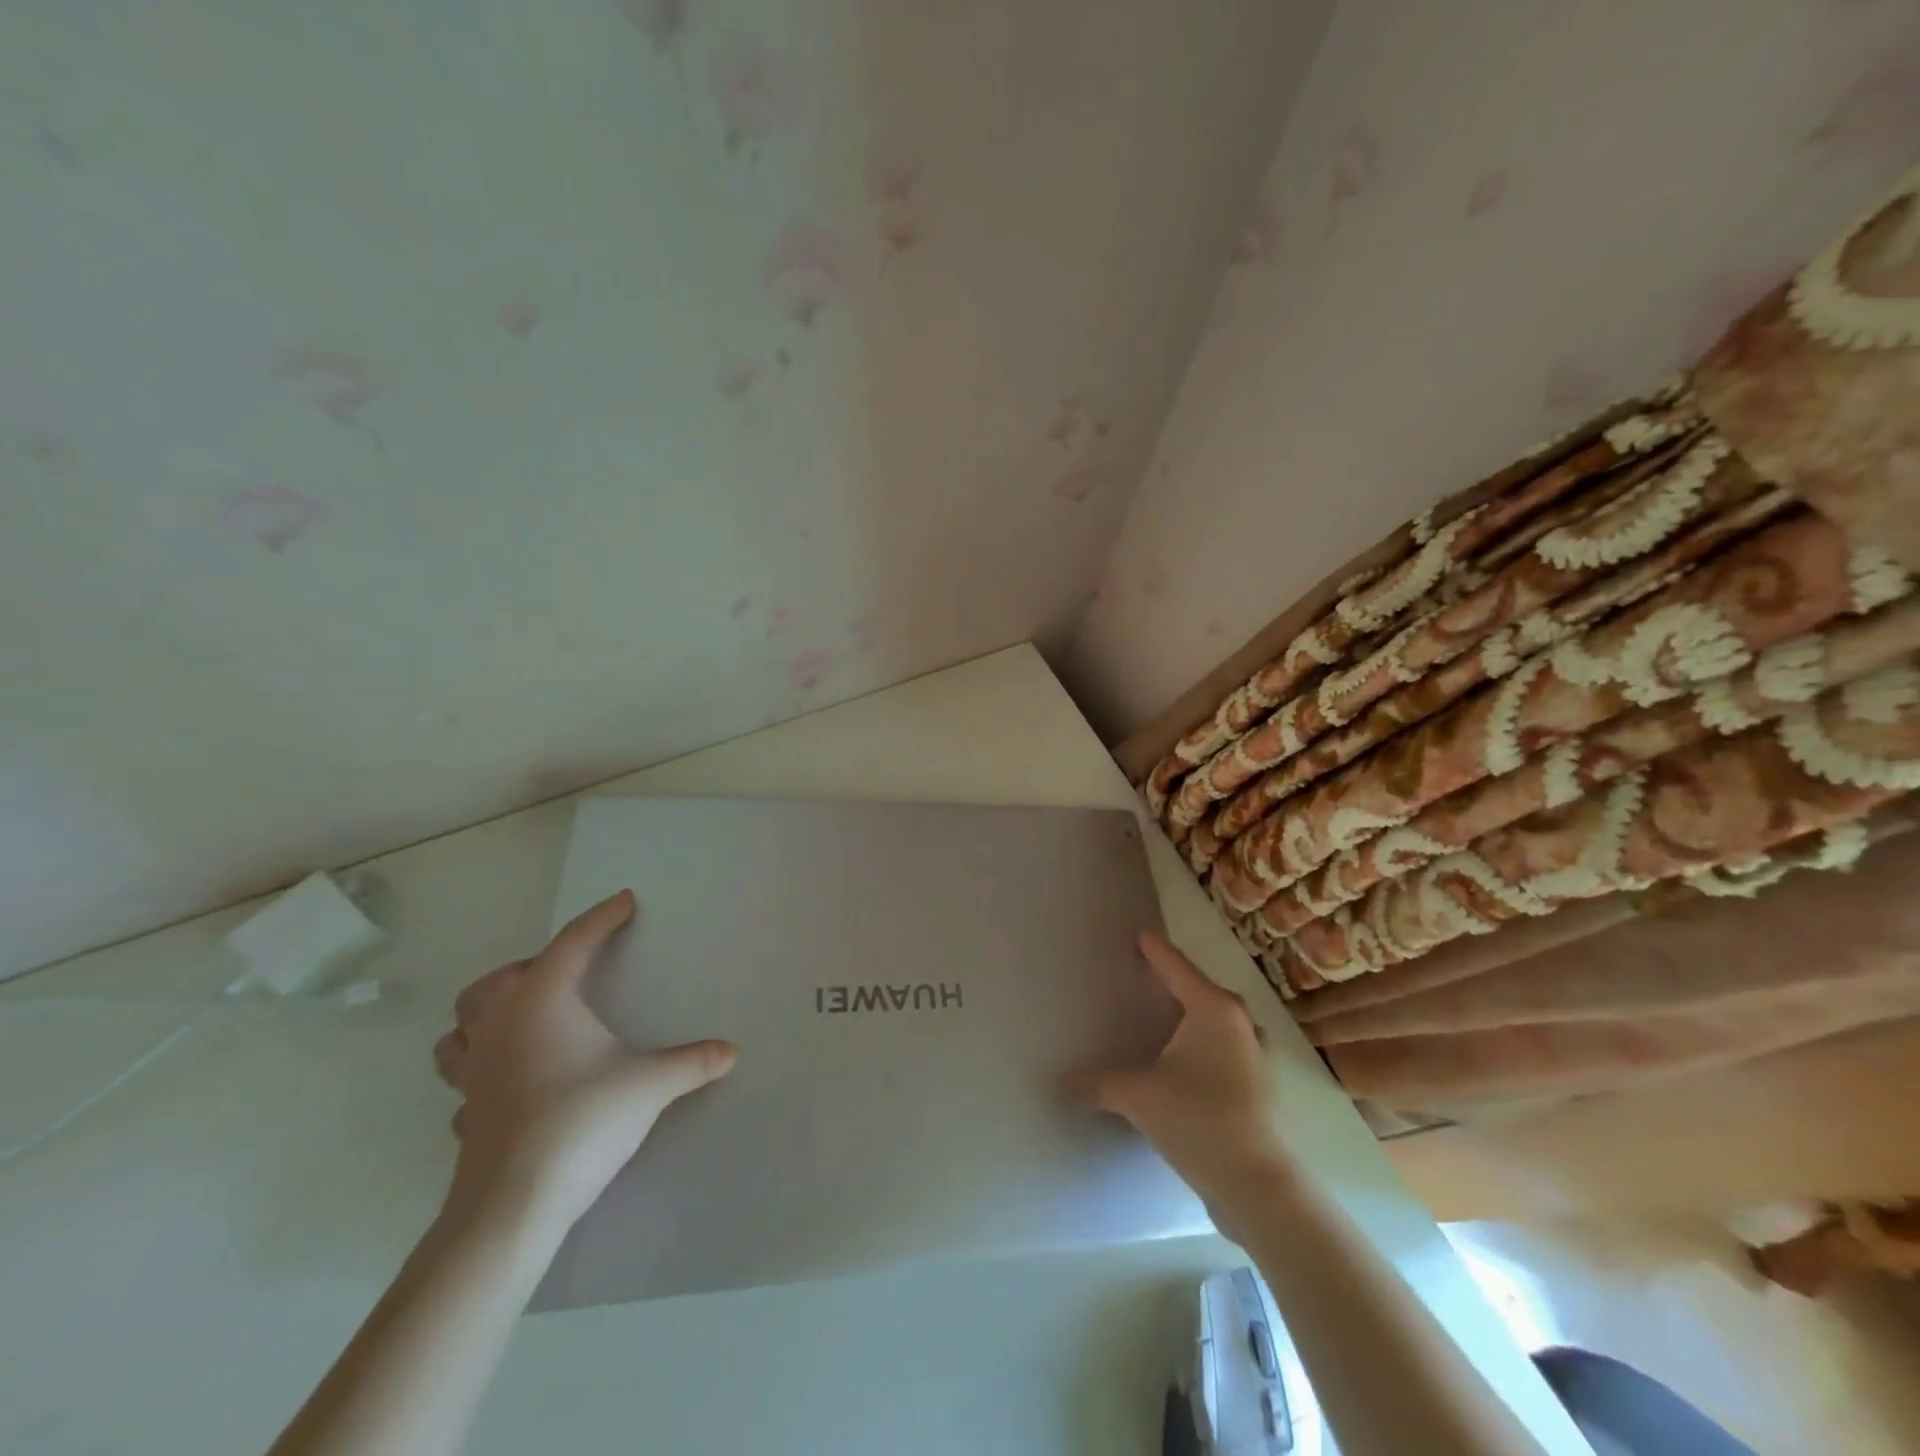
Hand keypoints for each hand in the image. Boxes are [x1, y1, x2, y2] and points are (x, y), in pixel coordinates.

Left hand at [432, 890, 736, 1237]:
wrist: (513, 1206)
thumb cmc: (581, 1122)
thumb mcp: (650, 1085)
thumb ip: (692, 1062)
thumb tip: (731, 1051)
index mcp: (541, 1003)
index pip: (574, 942)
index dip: (602, 918)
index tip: (625, 902)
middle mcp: (500, 1027)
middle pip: (497, 980)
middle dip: (530, 967)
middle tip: (568, 974)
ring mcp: (473, 1074)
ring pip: (460, 1028)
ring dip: (485, 1016)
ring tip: (522, 1020)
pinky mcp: (465, 1115)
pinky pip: (463, 1080)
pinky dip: (482, 1070)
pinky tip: (508, 1083)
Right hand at [1072, 930, 1296, 1228]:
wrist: (1260, 1187)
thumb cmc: (1200, 1121)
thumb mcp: (1138, 1097)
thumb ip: (1098, 1084)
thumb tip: (1063, 1082)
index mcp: (1214, 1009)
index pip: (1175, 967)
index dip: (1154, 949)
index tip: (1140, 933)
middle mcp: (1240, 1024)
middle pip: (1199, 991)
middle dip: (1173, 982)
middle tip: (1144, 975)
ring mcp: (1256, 1057)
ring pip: (1217, 1024)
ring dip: (1192, 1019)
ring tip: (1163, 1020)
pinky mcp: (1260, 1088)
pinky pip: (1224, 1051)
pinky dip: (1203, 1048)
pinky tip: (1184, 1065)